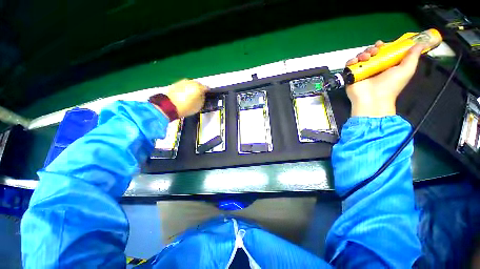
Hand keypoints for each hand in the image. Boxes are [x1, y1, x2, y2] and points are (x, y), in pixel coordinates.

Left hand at [165, 79, 208, 117]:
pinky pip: (184, 86)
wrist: (170, 106)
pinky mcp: (176, 84)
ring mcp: (183, 82)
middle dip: (199, 89)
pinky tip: (184, 95)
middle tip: (199, 96)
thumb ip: (203, 98)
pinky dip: (185, 89)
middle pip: (198, 84)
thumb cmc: (187, 107)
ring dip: (192, 89)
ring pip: (191, 84)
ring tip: (191, 96)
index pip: (207, 88)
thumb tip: (202, 95)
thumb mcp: (200, 105)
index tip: (207, 95)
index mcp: (199, 87)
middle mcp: (191, 82)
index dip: (208, 92)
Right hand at [345, 41, 424, 116]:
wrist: (373, 99)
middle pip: (370, 52)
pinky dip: (351, 61)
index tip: (381, 44)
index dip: (382, 46)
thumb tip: (421, 43)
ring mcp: (361, 71)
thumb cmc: (391, 86)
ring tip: (366, 58)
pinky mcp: (351, 75)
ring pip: (360, 57)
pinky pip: (349, 65)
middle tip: (374, 52)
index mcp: (386, 65)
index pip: (383, 51)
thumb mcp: (407, 70)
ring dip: (362, 54)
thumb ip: (413, 56)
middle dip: (372, 49)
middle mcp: (373, 67)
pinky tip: (356, 62)